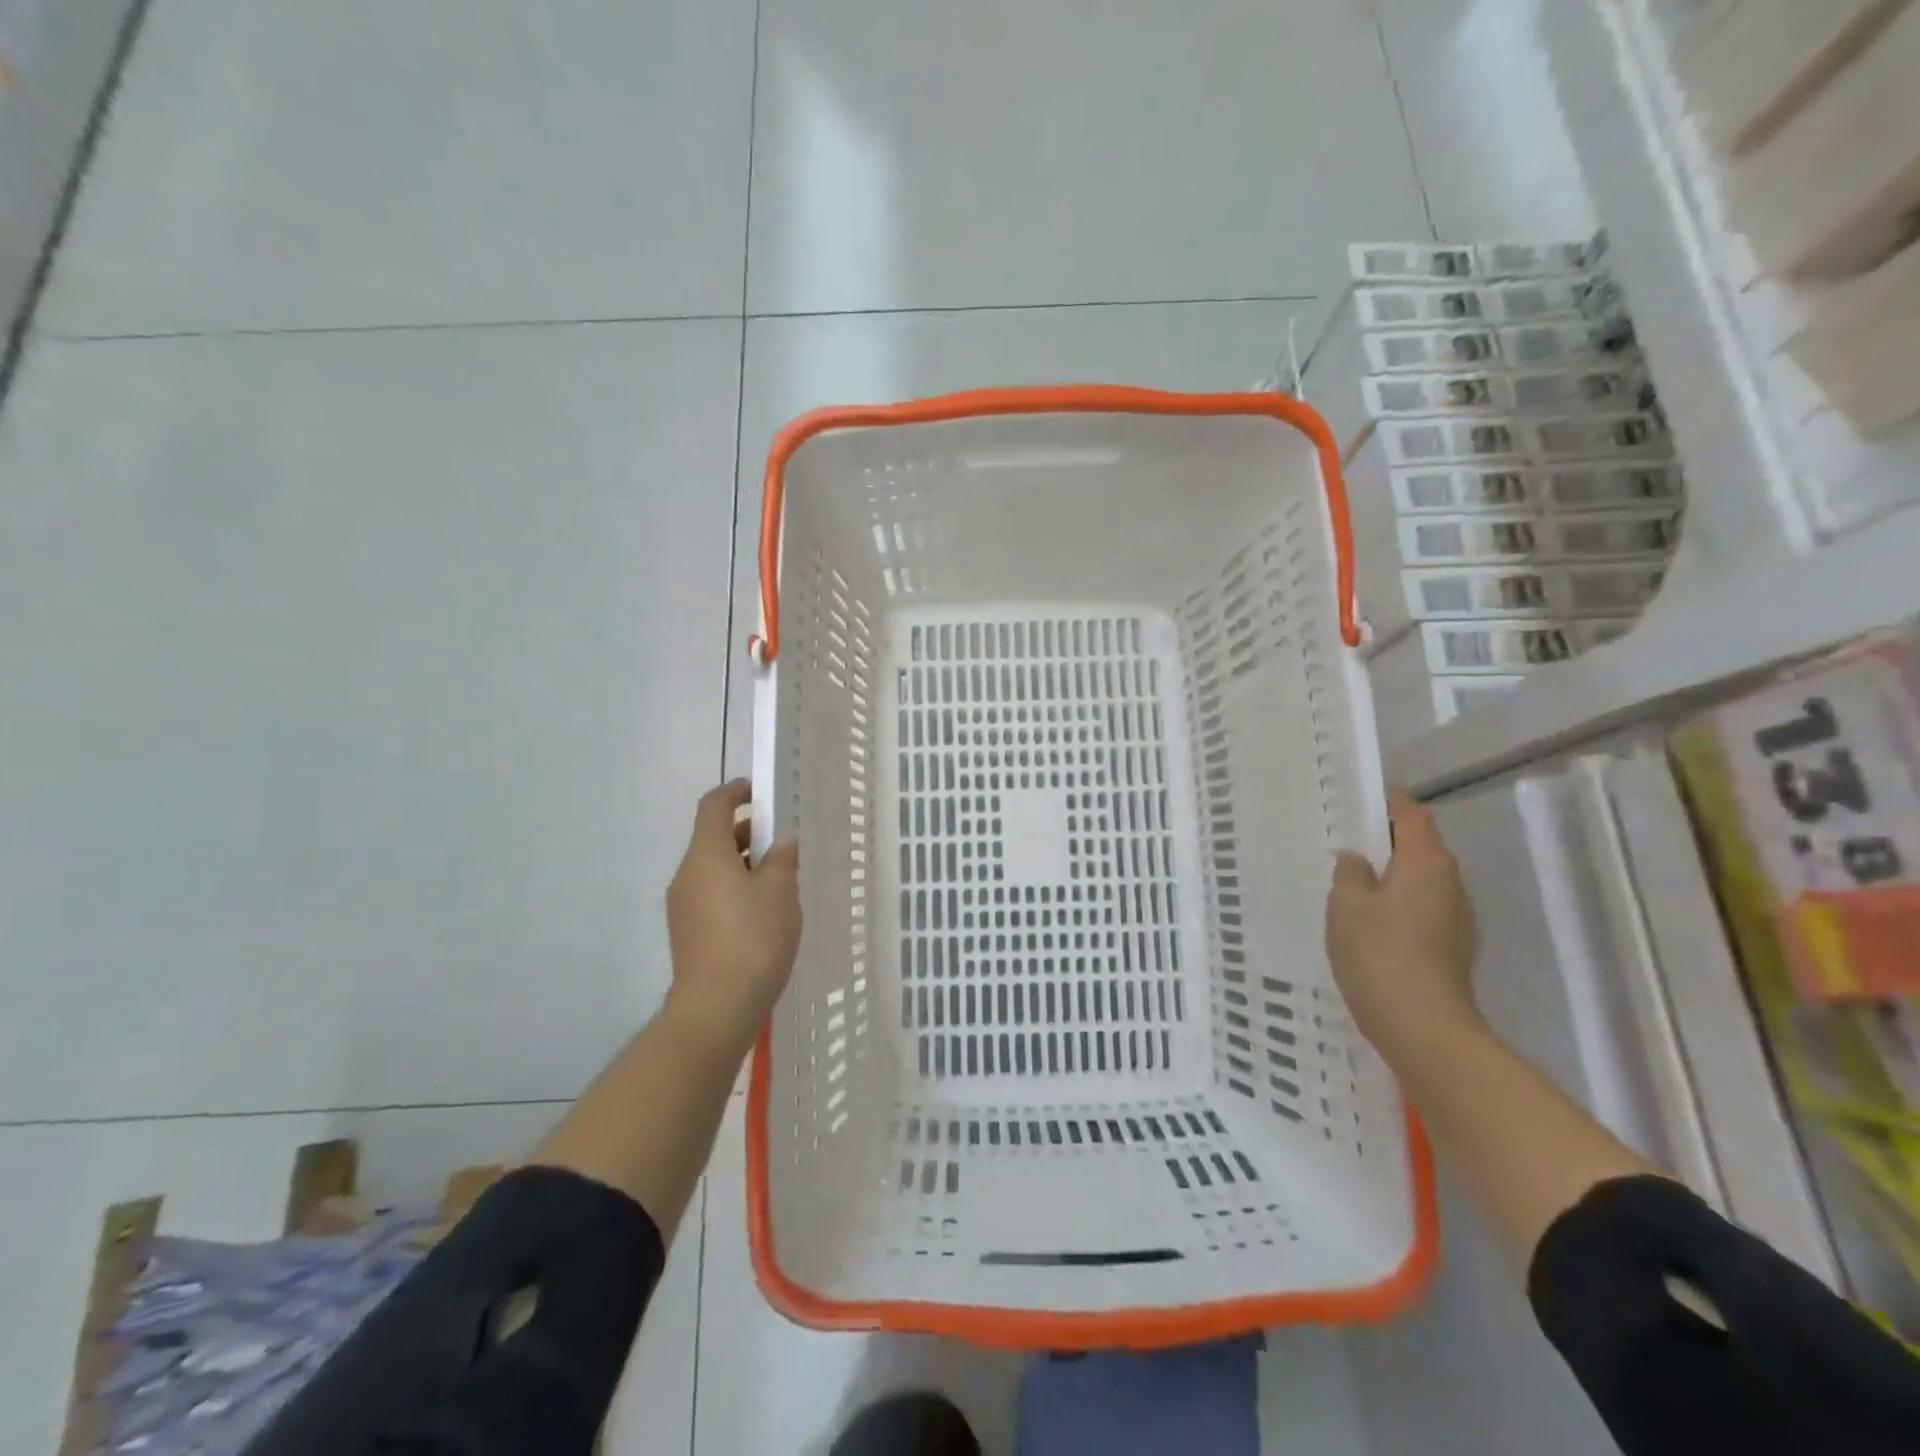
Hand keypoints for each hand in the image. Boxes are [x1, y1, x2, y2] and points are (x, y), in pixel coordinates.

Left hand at [663, 780, 800, 1059]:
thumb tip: (782, 842)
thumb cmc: (752, 938)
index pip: (713, 806)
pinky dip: (733, 887)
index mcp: (706, 855)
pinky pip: (710, 893)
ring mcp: (682, 905)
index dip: (734, 792)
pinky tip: (760, 910)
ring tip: (777, 878)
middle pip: (712, 838)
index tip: (757, 791)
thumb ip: (782, 859)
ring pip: (712, 868)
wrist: (716, 1006)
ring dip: (742, 862)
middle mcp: (687, 874)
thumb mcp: (780, 892)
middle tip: (780, 840)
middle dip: (745, 832)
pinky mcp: (686, 931)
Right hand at [1326, 790, 1479, 1059]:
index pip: (1412, 815)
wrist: (1423, 1028)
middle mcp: (1451, 883)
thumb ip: (1350, 873)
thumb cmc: (1380, 954)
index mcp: (1427, 863)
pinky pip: (1422, 910)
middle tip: (1346, 840)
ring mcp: (1457, 919)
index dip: (1389, 802)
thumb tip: (1357, 858)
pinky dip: (1398, 904)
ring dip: (1392, 875)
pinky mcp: (1452, 949)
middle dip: (1386, 840)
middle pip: (1420, 847)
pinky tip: (1370, 921)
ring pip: (1421, 881)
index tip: (1361, 797)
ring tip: (1353, 881)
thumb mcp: (1347, 905)